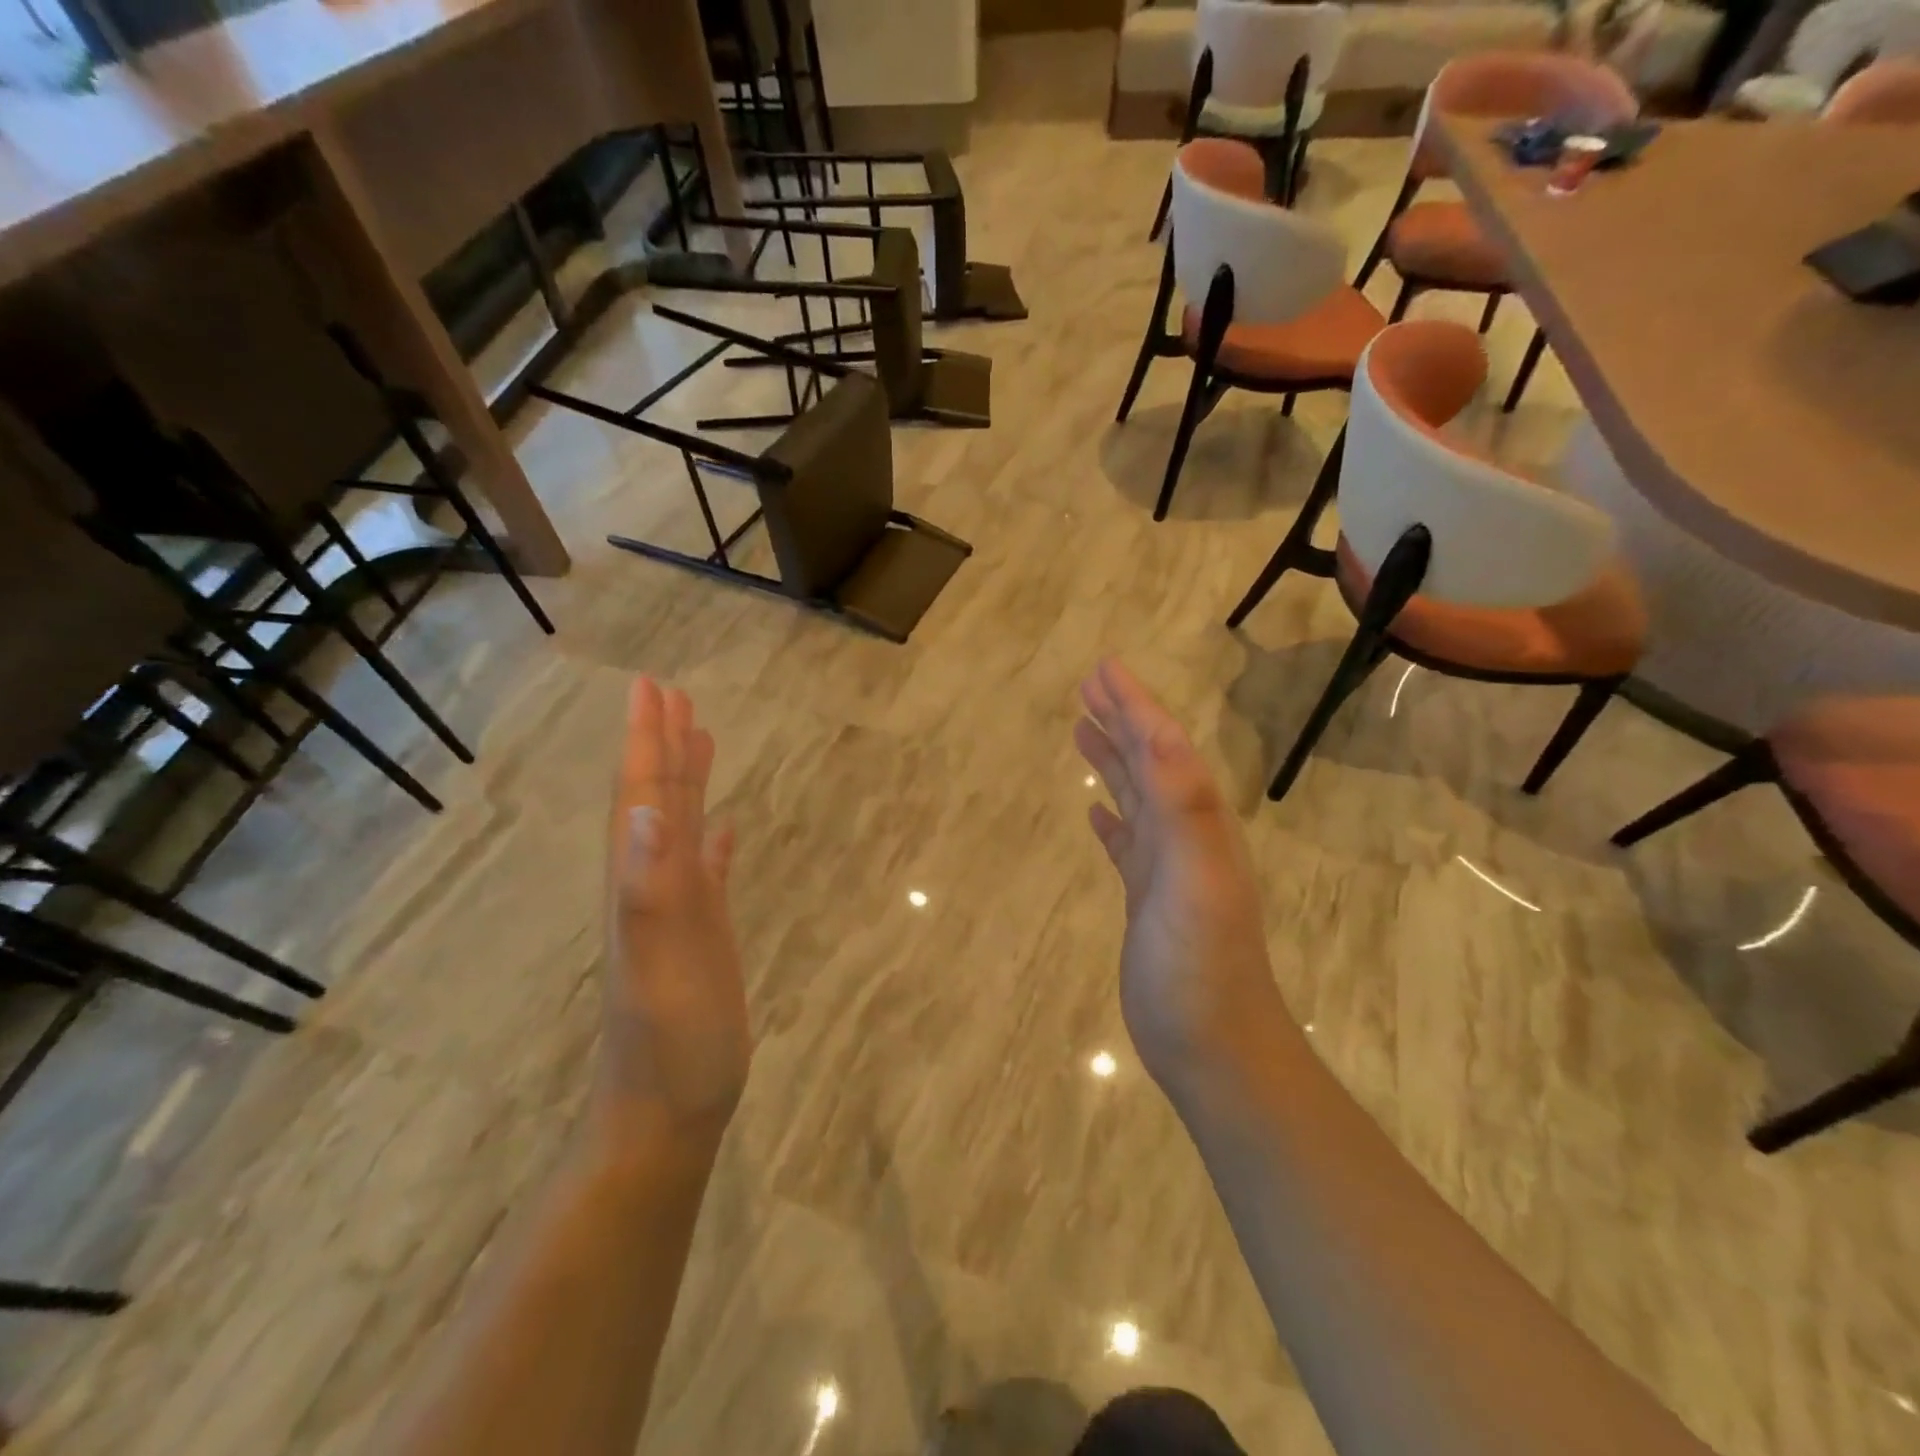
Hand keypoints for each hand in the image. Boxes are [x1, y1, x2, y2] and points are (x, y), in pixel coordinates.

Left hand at [596, 678, 749, 1148]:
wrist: (666, 1113)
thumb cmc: (669, 1047)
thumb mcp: (660, 968)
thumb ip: (650, 891)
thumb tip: (648, 810)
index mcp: (642, 883)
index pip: (644, 797)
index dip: (646, 742)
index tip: (651, 687)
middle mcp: (654, 886)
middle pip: (659, 800)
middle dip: (663, 745)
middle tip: (672, 693)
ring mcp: (679, 910)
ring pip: (682, 828)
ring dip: (687, 780)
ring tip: (701, 736)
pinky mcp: (703, 934)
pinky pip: (709, 870)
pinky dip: (714, 840)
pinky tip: (725, 826)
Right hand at [1073, 659, 1290, 1096]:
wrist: (1214, 1047)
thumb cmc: (1201, 966)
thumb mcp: (1195, 881)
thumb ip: (1185, 808)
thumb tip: (1165, 735)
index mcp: (1196, 823)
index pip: (1163, 748)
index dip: (1135, 705)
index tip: (1103, 668)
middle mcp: (1184, 836)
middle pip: (1151, 763)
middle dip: (1122, 720)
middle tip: (1089, 685)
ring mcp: (1166, 869)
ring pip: (1137, 798)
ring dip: (1113, 761)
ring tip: (1082, 730)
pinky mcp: (1148, 900)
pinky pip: (1127, 844)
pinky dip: (1112, 820)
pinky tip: (1096, 814)